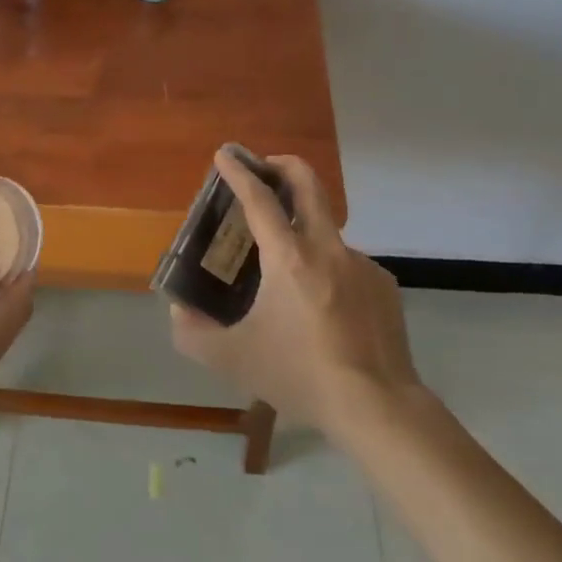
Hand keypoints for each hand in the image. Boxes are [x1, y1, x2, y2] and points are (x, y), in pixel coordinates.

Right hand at [169, 149, 417, 438]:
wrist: (378, 407)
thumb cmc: (301, 375)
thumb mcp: (234, 360)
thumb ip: (193, 334)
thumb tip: (178, 312)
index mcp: (290, 258)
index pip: (260, 200)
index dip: (239, 173)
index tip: (226, 154)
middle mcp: (328, 248)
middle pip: (308, 185)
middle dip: (282, 165)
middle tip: (264, 168)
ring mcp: (361, 264)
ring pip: (326, 233)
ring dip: (303, 234)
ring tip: (288, 276)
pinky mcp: (383, 285)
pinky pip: (347, 265)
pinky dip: (327, 271)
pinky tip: (323, 309)